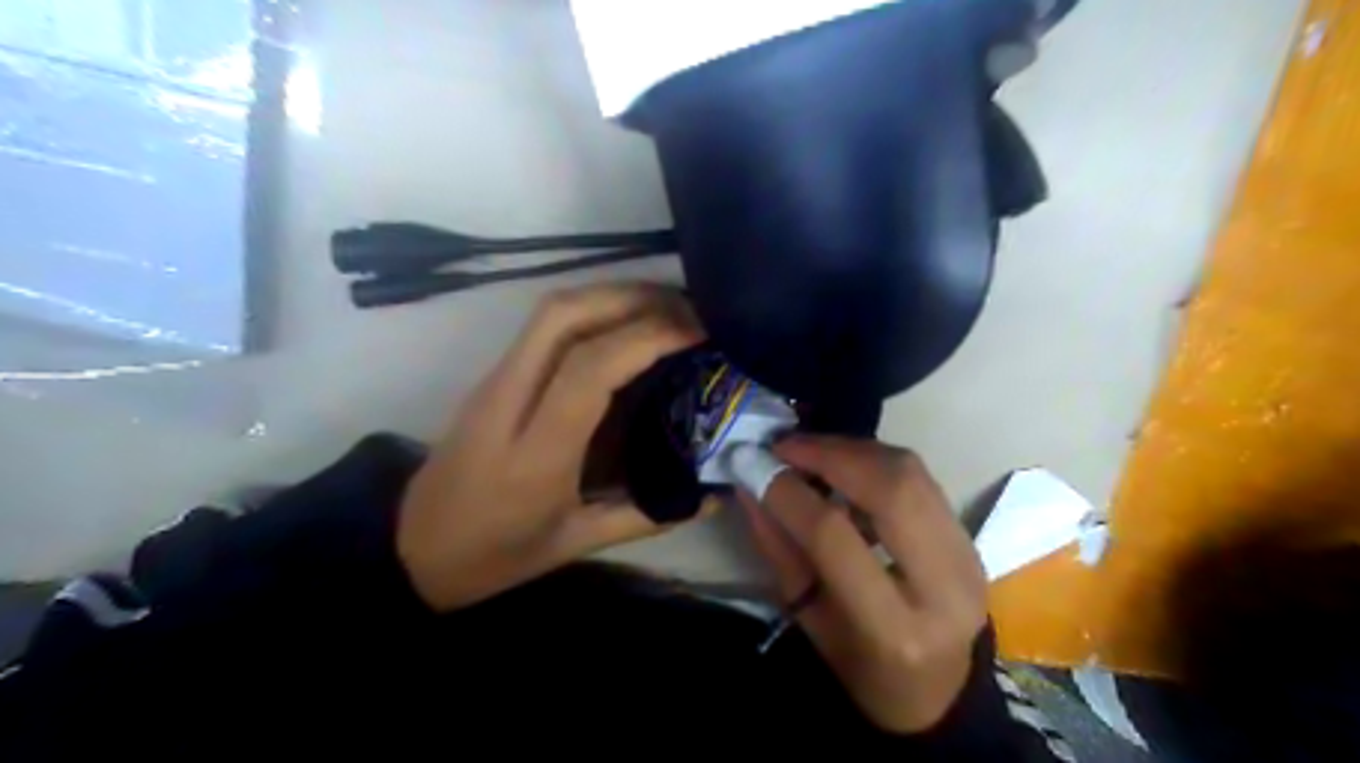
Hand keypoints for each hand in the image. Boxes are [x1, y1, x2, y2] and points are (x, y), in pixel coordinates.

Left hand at [400, 284, 707, 609]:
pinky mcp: (493, 376)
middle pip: (564, 316)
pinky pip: (545, 326)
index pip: (589, 370)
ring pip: (551, 312)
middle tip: (689, 308)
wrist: (410, 548)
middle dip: (633, 298)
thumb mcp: (575, 544)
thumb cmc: (494, 555)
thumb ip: (647, 516)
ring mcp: (494, 382)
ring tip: (666, 306)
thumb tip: (713, 495)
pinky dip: (593, 309)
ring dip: (612, 295)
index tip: (699, 331)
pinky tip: (626, 323)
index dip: (648, 337)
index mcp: (534, 454)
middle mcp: (509, 402)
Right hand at [744, 437, 989, 736]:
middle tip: (784, 446)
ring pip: (909, 471)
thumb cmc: (861, 667)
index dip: (790, 494)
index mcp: (894, 629)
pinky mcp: (969, 535)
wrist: (940, 689)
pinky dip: (872, 459)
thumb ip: (778, 548)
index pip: (835, 538)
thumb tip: (750, 484)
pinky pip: (918, 476)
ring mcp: (967, 555)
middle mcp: (944, 586)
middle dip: (829, 454)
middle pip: (890, 488)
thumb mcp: (808, 619)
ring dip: (851, 449)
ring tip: (808, 450)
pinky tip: (842, 464)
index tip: (755, 466)